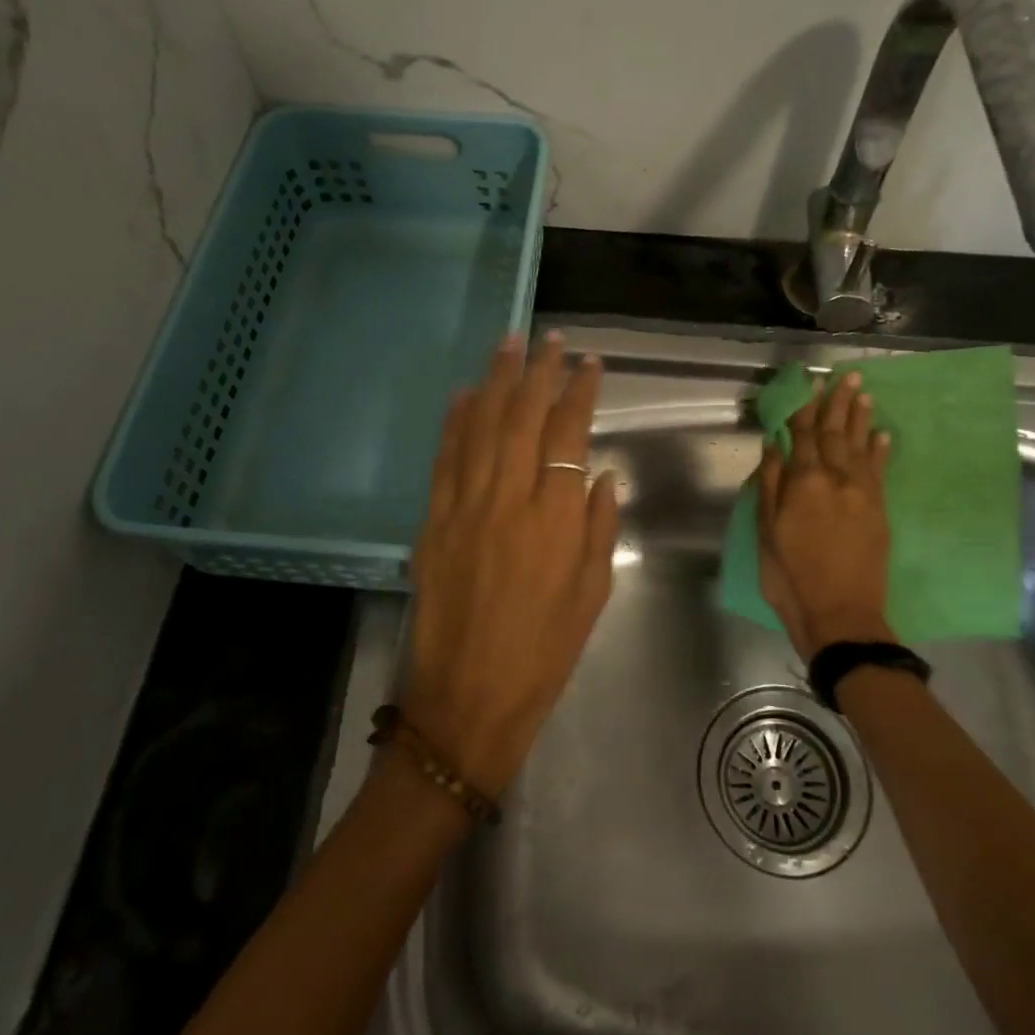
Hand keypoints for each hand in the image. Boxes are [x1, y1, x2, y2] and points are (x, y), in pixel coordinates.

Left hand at [402, 332, 620, 797]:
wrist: (468, 697)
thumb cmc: (544, 652)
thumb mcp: (592, 595)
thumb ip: (600, 529)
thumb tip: (601, 476)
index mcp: (556, 520)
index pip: (570, 435)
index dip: (580, 392)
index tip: (589, 363)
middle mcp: (509, 501)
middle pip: (523, 419)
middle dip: (539, 372)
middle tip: (549, 337)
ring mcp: (465, 507)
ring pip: (482, 428)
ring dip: (497, 381)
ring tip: (508, 344)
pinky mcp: (433, 521)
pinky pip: (445, 460)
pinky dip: (455, 422)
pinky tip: (464, 394)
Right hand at [757, 371, 894, 661]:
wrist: (841, 615)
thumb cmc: (791, 577)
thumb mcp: (768, 533)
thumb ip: (771, 486)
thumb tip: (773, 445)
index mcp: (803, 483)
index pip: (803, 435)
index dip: (804, 408)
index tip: (809, 383)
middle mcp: (835, 479)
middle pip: (835, 433)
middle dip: (838, 403)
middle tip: (847, 375)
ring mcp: (862, 493)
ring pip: (860, 446)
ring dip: (861, 417)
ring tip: (864, 392)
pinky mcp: (880, 510)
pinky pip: (880, 471)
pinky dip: (881, 450)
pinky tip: (883, 433)